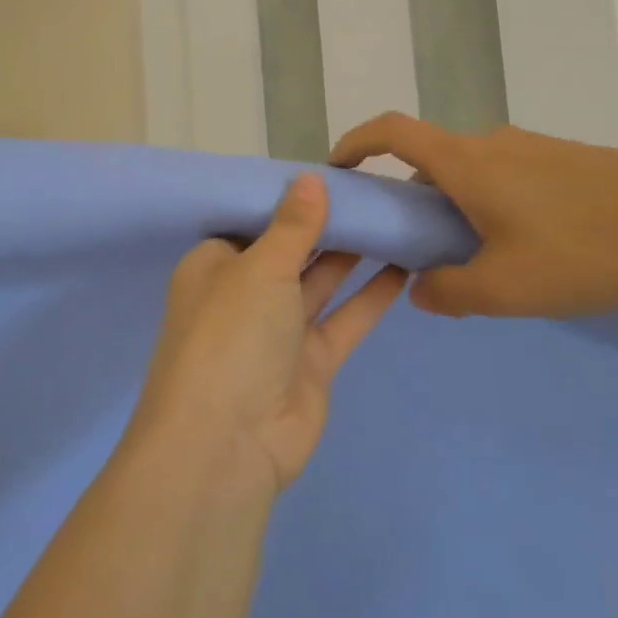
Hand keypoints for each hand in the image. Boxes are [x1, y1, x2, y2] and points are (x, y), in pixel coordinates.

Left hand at [129, 175, 407, 493]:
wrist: (228, 445)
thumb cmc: (231, 335)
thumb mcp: (260, 268)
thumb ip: (293, 225)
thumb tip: (311, 177)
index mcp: (215, 264)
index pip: (253, 220)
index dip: (289, 198)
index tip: (329, 172)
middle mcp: (244, 293)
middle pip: (290, 249)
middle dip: (326, 224)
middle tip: (373, 189)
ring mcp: (278, 330)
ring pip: (320, 282)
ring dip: (352, 254)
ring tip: (392, 217)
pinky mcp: (311, 363)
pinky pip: (344, 319)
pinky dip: (370, 295)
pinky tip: (403, 265)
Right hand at [330, 113, 617, 319]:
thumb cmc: (587, 250)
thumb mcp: (508, 287)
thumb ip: (451, 292)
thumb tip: (421, 289)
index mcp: (466, 163)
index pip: (391, 131)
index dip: (355, 142)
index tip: (337, 168)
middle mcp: (493, 144)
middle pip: (431, 155)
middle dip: (410, 193)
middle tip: (412, 242)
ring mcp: (534, 149)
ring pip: (473, 169)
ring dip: (456, 202)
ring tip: (474, 255)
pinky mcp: (569, 160)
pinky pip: (509, 175)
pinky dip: (492, 202)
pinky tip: (527, 247)